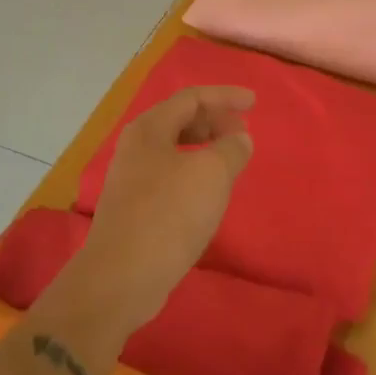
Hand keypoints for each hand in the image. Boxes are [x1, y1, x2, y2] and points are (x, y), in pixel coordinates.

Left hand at [64, 86, 254, 335]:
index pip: (191, 98)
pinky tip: (210, 191)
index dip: (225, 96)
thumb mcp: (211, 174)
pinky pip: (171, 175)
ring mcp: (132, 179)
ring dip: (206, 147)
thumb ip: (231, 148)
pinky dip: (195, 172)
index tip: (254, 104)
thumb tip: (239, 138)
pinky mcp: (135, 209)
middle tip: (243, 132)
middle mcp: (136, 147)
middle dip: (215, 121)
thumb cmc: (169, 214)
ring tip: (232, 159)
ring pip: (175, 149)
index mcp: (149, 129)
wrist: (121, 277)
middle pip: (180, 120)